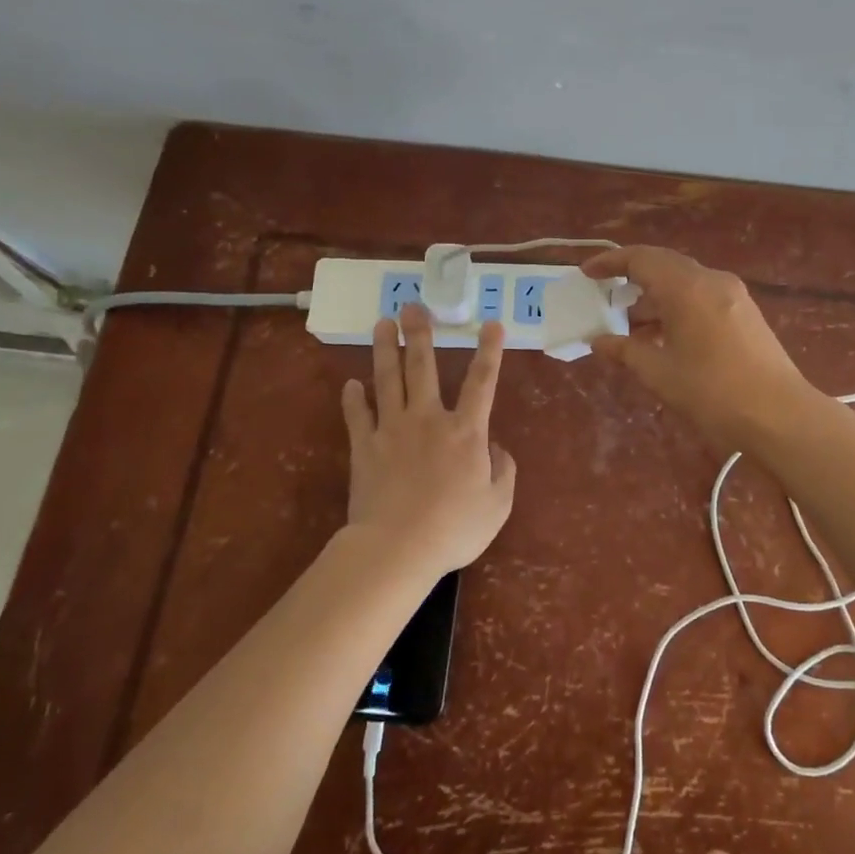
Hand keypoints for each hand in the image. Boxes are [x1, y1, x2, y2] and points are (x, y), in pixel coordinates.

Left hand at [340, 304, 517, 574]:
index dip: (489, 351)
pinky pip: (357, 416)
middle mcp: (428, 419)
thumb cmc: (454, 528)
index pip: (482, 382)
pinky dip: (353, 399)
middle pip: (423, 367)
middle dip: (419, 334)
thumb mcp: (497, 504)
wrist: (397, 547)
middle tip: (413, 305)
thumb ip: (503, 471)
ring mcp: (392, 429)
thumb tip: (496, 448)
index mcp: (466, 431)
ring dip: (384, 349)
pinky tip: (351, 384)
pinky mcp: (364, 447)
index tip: (491, 323)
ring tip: (382, 323)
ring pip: (387, 380)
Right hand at [582, 246, 819, 450]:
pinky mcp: (745, 312)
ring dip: (656, 296)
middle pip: (664, 265)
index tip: (587, 273)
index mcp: (687, 287)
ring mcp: (733, 295)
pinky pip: (702, 296)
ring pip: (685, 282)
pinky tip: (664, 336)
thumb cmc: (713, 393)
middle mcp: (711, 280)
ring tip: (630, 325)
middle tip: (605, 295)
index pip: (641, 259)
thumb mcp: (660, 374)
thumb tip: (597, 341)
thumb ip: (625, 351)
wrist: (780, 415)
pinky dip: (677, 307)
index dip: (610, 262)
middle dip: (632, 277)